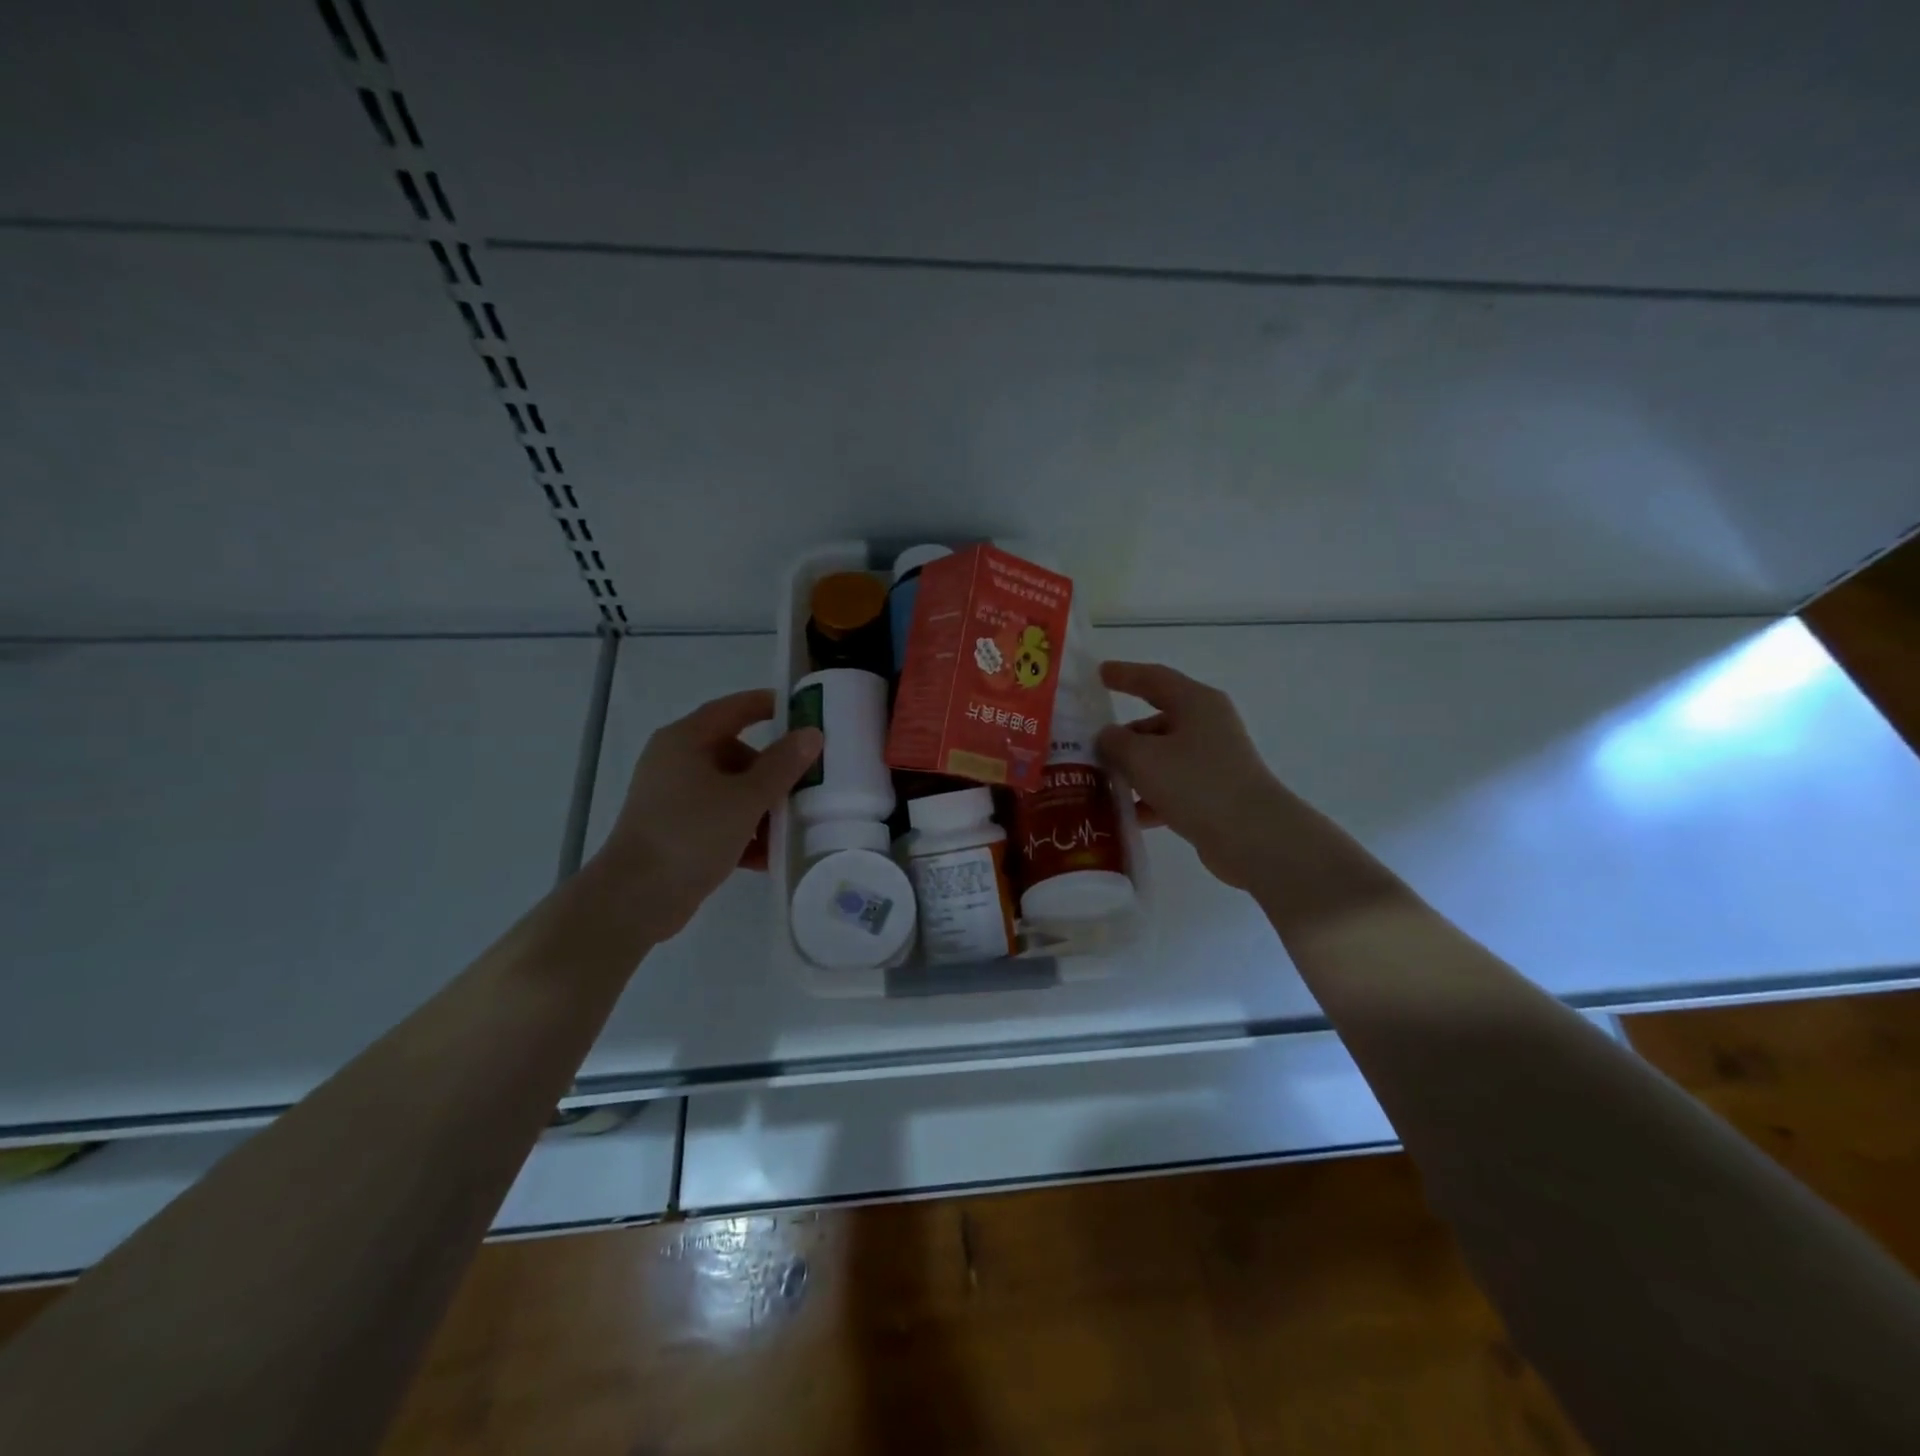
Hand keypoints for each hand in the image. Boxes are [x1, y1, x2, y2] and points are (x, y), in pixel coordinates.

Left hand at [594, 689, 822, 940]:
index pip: (732, 709)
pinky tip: (768, 856)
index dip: (767, 705)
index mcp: (685, 741)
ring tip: (792, 827)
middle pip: (735, 753)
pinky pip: (718, 820)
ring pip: (730, 790)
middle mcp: (676, 762)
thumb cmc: (691, 834)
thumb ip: (782, 765)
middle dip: (772, 771)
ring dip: (761, 807)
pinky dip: (742, 832)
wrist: (635, 899)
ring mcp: (673, 798)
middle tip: (807, 784)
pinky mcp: (675, 830)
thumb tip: (811, 734)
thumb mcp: (746, 798)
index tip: (802, 710)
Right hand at [1096, 660, 1289, 890]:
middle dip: (1123, 735)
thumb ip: (1115, 742)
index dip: (1124, 674)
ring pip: (1162, 757)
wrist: (1253, 836)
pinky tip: (1126, 815)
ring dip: (1133, 769)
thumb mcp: (1143, 758)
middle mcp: (1208, 725)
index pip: (1153, 678)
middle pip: (1156, 721)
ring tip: (1098, 783)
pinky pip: (1173, 786)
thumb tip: (1107, 736)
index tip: (1099, 673)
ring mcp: (1214, 761)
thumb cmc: (1196, 783)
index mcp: (1196, 703)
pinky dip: (1149, 796)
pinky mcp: (1215, 793)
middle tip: (1088, 747)